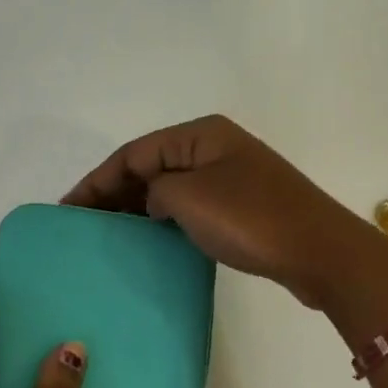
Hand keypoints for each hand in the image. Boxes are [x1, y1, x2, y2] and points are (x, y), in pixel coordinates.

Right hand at [63, 115, 387, 309]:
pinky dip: (165, 220)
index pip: (133, 153)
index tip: (68, 210)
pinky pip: (190, 206)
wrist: (319, 252)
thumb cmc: (249, 218)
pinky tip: (149, 240)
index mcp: (199, 134)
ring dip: (138, 207)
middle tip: (84, 225)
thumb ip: (154, 190)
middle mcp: (214, 148)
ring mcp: (231, 177)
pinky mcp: (243, 206)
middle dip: (114, 193)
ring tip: (108, 234)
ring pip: (170, 187)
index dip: (96, 180)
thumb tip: (154, 201)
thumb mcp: (188, 197)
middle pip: (150, 166)